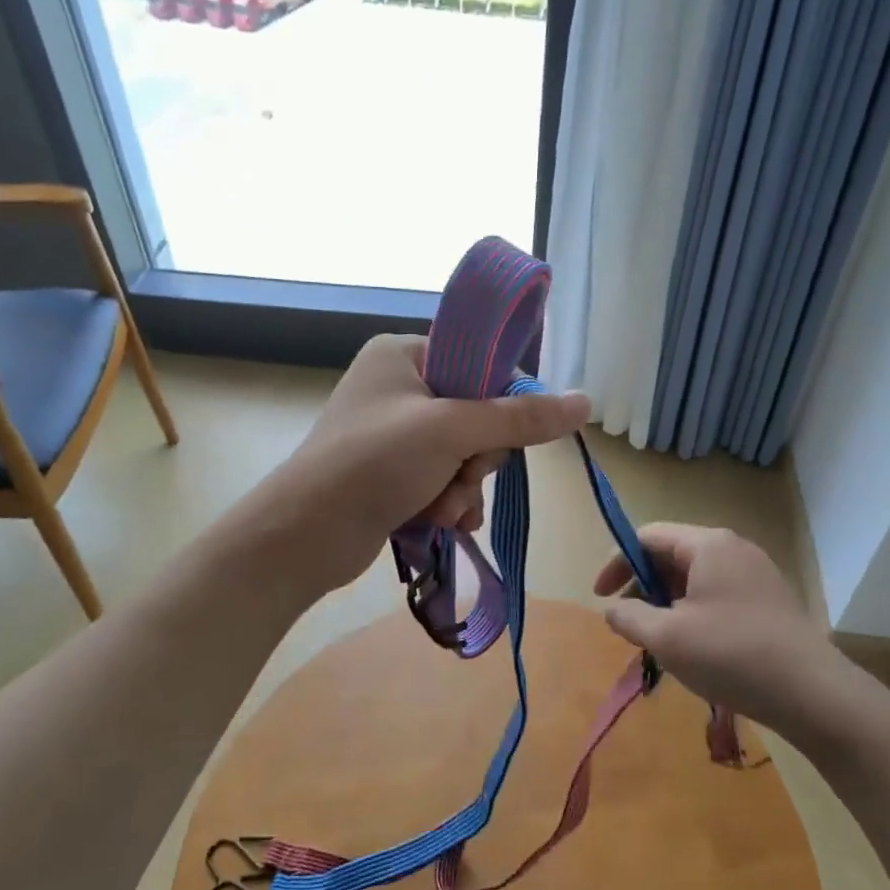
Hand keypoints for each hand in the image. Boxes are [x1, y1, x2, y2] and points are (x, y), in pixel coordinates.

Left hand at [270, 334, 589, 593]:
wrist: (304, 535)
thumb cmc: (374, 462)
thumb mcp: (453, 431)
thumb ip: (520, 417)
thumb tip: (585, 402)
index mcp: (404, 354)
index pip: (480, 363)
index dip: (501, 401)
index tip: (501, 433)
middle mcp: (398, 387)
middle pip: (476, 415)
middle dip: (476, 458)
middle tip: (461, 474)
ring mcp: (393, 434)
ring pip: (463, 455)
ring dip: (464, 487)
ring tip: (444, 508)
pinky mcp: (390, 474)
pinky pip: (442, 480)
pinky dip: (448, 502)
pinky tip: (443, 521)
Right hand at [594, 524, 834, 730]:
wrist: (813, 694)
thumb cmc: (732, 655)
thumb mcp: (666, 637)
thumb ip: (629, 616)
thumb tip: (614, 610)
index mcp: (708, 545)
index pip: (647, 538)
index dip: (617, 564)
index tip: (601, 598)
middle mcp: (733, 549)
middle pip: (672, 556)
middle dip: (644, 587)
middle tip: (632, 624)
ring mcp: (756, 574)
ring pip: (695, 579)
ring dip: (668, 604)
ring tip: (661, 641)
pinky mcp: (770, 601)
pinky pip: (718, 595)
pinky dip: (694, 613)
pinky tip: (696, 649)